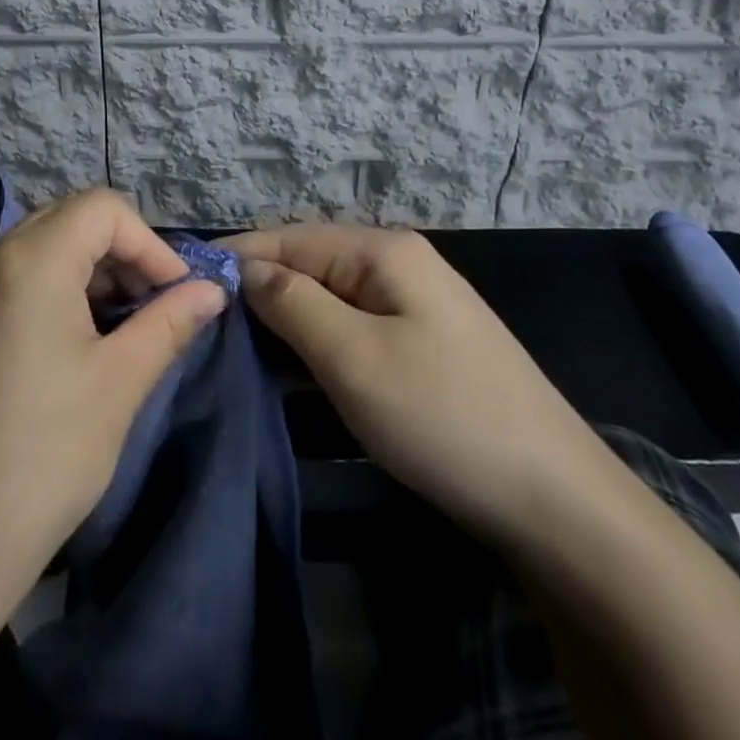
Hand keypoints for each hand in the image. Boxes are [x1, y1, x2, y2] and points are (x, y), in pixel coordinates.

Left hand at [0, 189, 228, 570]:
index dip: (149, 244)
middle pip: (68, 221)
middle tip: (148, 308)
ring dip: (87, 274)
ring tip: (114, 331)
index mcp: (29, 260)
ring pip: (38, 250)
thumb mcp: (119, 383)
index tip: (174, 294)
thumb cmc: (43, 455)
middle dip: (120, 255)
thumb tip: (212, 291)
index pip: (103, 210)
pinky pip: (9, 281)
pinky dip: (51, 293)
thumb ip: (169, 323)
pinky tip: (66, 349)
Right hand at [225, 225, 594, 534]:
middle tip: (202, 324)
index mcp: (383, 250)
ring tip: (232, 346)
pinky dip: (317, 342)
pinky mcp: (424, 344)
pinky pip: (354, 328)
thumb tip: (246, 270)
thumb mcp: (353, 357)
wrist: (557, 501)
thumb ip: (292, 304)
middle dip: (257, 291)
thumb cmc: (443, 416)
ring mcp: (416, 304)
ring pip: (330, 299)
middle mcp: (399, 264)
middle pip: (309, 264)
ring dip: (285, 319)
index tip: (182, 282)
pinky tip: (289, 365)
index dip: (236, 257)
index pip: (290, 238)